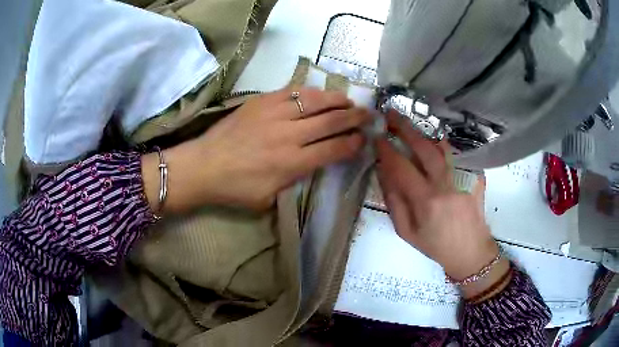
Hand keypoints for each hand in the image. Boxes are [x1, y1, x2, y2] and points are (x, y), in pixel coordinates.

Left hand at [143, 87, 371, 211]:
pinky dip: (310, 92)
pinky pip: (291, 91)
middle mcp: (288, 135)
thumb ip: (293, 180)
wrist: (203, 166)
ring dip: (337, 100)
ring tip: (349, 101)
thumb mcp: (268, 198)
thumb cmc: (234, 188)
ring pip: (315, 101)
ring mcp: (274, 114)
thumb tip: (310, 163)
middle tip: (368, 115)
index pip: (333, 149)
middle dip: (355, 117)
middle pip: (331, 121)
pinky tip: (318, 94)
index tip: (363, 139)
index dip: (353, 143)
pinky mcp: (260, 101)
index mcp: (291, 163)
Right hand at [375, 111, 503, 285]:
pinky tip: (434, 142)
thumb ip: (394, 202)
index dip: (387, 149)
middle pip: (424, 149)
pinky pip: (457, 156)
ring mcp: (463, 179)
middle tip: (391, 115)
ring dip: (424, 133)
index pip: (402, 167)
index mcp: (426, 201)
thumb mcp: (407, 232)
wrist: (470, 252)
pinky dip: (443, 146)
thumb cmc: (436, 246)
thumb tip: (384, 174)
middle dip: (405, 129)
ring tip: (411, 125)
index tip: (377, 137)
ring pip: (442, 148)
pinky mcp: (474, 178)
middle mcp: (446, 185)